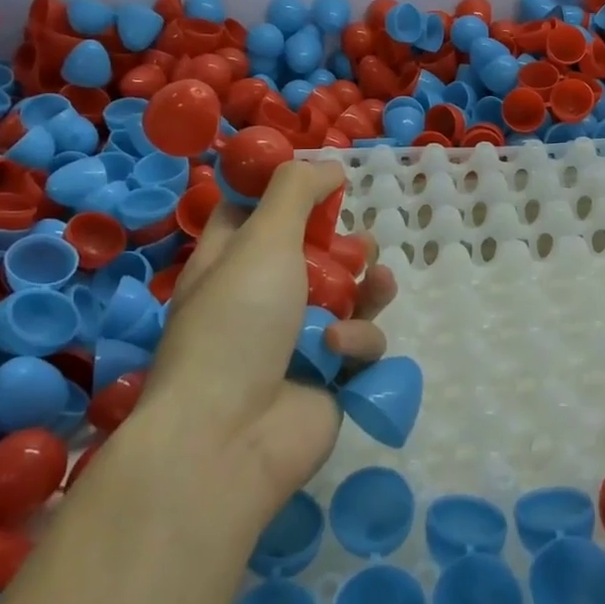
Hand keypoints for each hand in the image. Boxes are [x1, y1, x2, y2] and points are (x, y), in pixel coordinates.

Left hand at [138, 161, 397, 519]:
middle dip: (343, 245)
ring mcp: (298, 339)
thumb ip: (296, 192)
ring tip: (375, 283)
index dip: (283, 191)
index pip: (251, 211)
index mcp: (229, 261)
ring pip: (349, 296)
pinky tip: (338, 351)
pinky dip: (354, 342)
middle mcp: (262, 297)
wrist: (230, 437)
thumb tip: (327, 166)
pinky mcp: (330, 375)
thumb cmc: (237, 323)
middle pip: (314, 253)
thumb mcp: (262, 240)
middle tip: (356, 242)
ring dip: (366, 287)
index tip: (319, 176)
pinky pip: (359, 342)